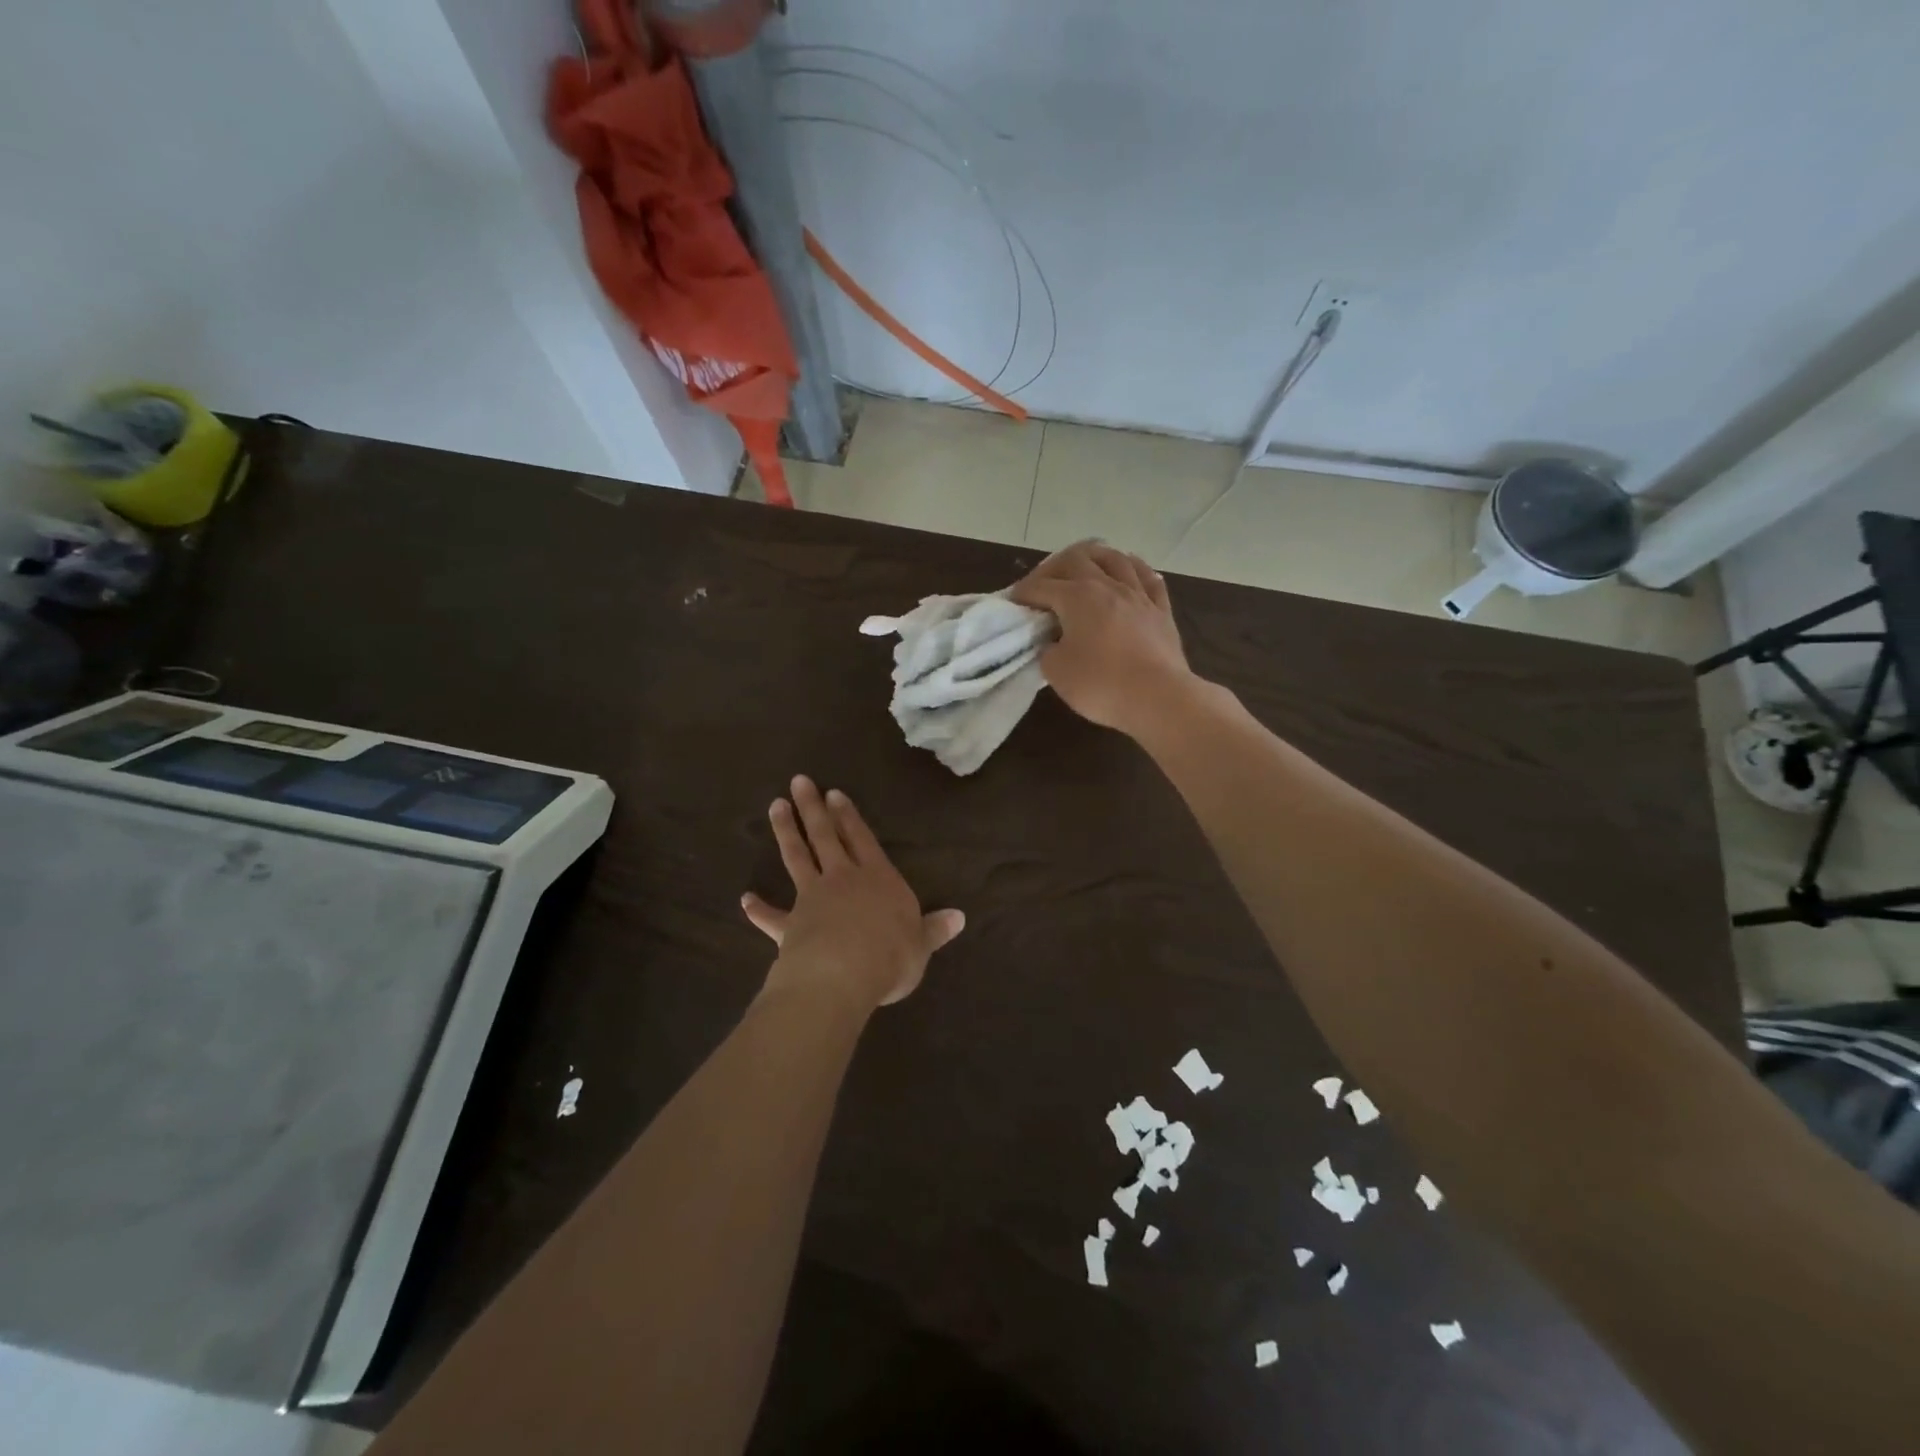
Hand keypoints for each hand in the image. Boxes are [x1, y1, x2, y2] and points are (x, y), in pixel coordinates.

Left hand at [742, 776, 965, 1011]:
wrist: (843, 975)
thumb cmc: (891, 956)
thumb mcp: (922, 944)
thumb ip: (935, 929)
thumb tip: (960, 917)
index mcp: (878, 879)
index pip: (862, 839)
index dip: (849, 816)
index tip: (834, 794)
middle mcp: (843, 879)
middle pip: (826, 836)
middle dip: (813, 808)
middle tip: (800, 781)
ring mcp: (812, 898)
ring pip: (797, 857)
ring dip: (786, 831)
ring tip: (775, 806)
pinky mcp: (790, 925)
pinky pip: (772, 916)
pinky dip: (759, 909)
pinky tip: (745, 900)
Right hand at [1010, 540, 1196, 737]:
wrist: (1158, 698)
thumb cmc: (1100, 684)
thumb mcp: (1056, 671)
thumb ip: (1048, 649)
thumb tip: (1054, 642)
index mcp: (1077, 597)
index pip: (1041, 587)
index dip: (1023, 592)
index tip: (1013, 601)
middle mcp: (1107, 585)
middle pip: (1076, 558)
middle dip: (1054, 567)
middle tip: (1043, 583)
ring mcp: (1138, 595)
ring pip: (1115, 558)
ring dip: (1094, 557)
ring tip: (1084, 566)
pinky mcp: (1161, 610)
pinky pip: (1149, 578)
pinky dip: (1134, 569)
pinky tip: (1129, 570)